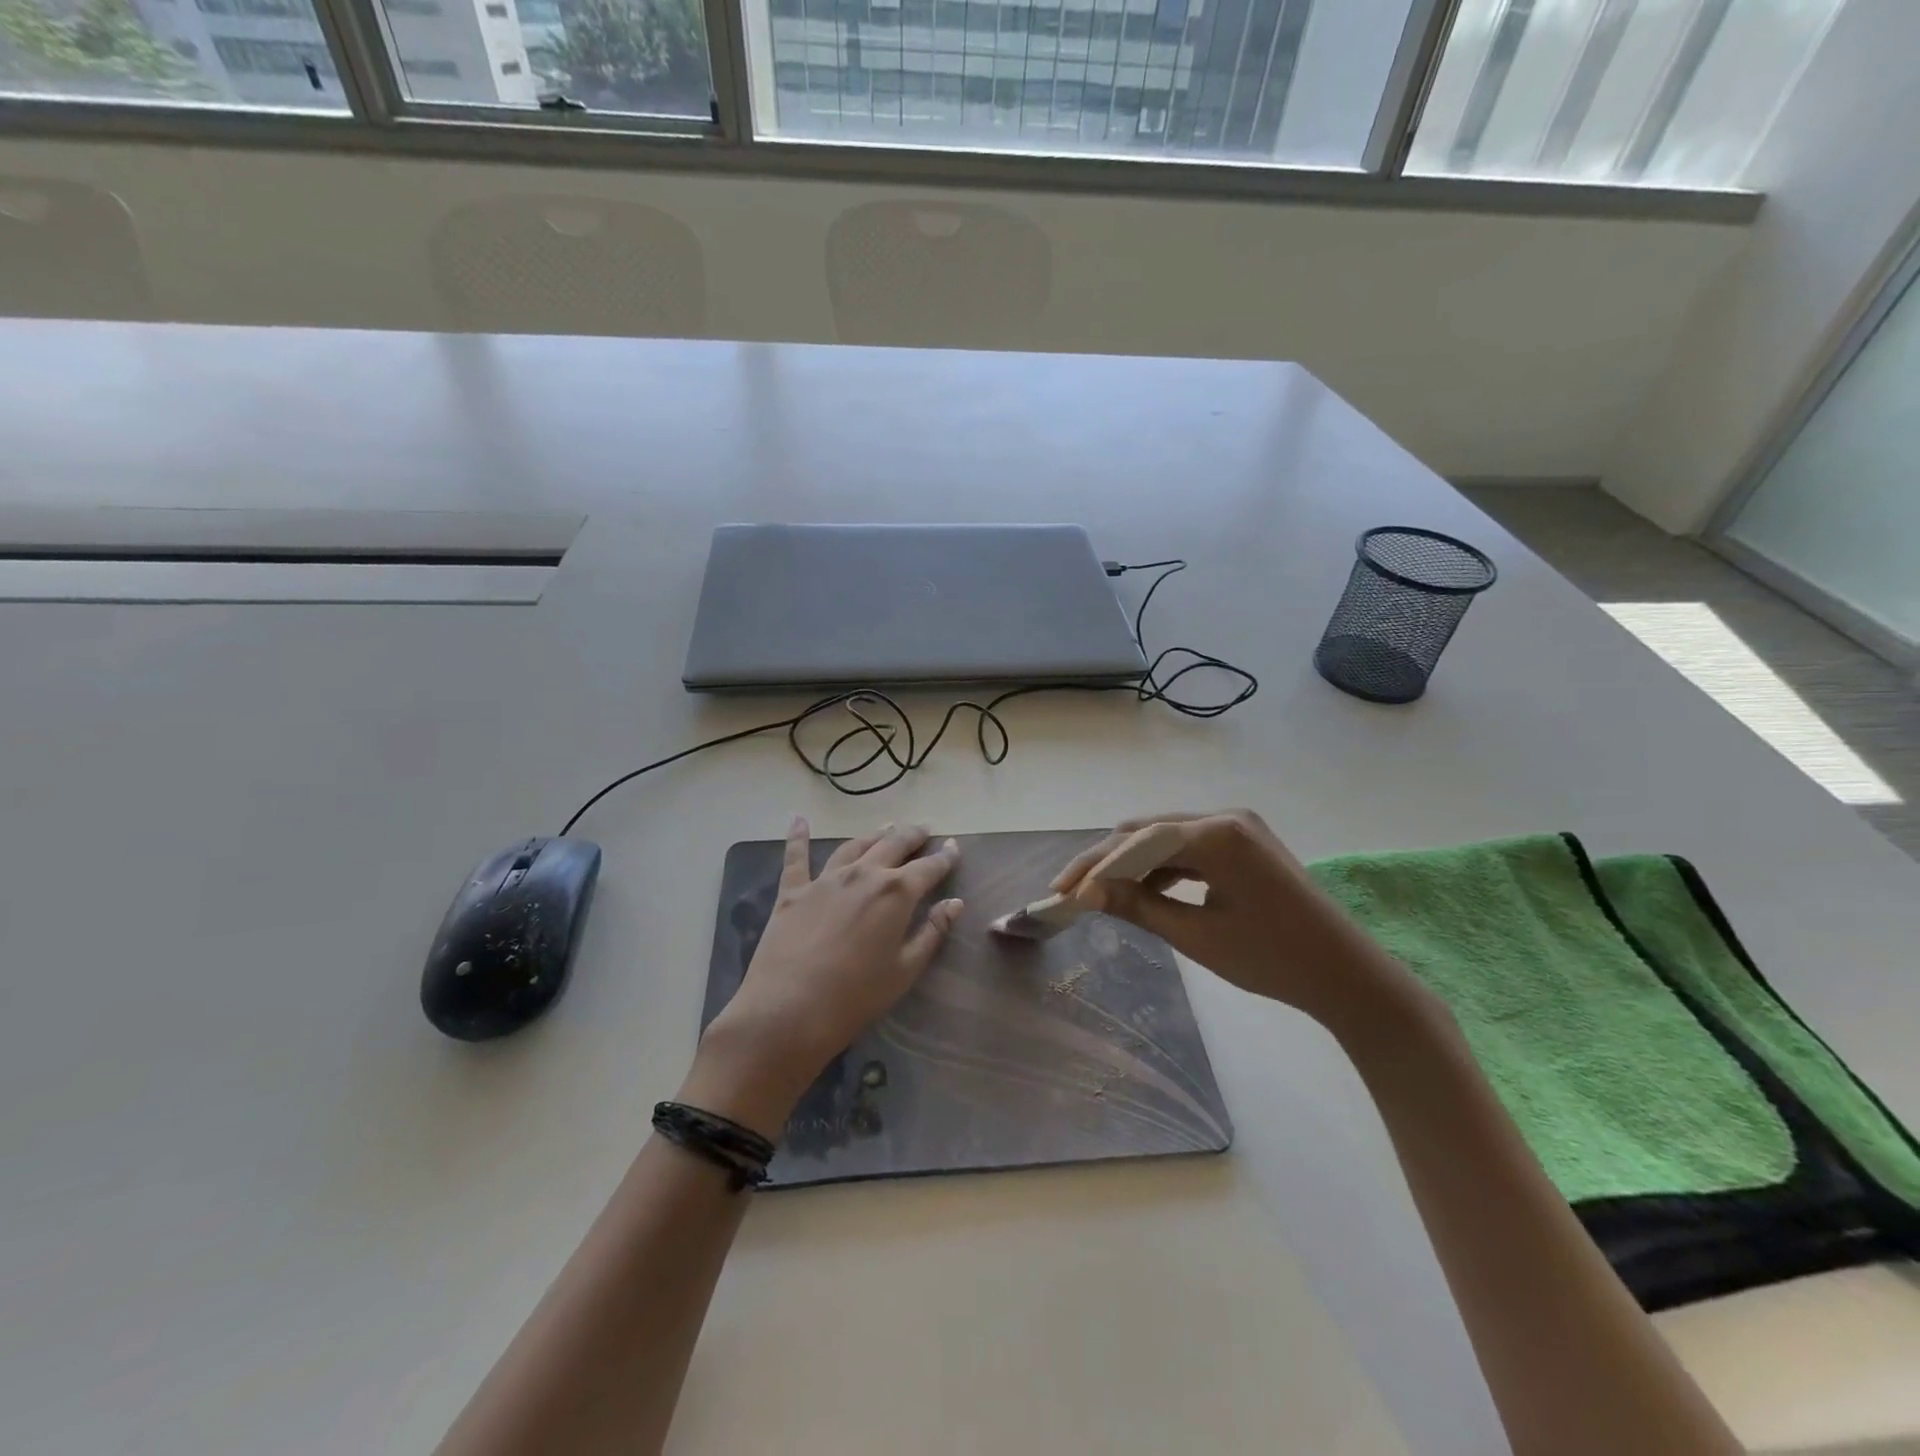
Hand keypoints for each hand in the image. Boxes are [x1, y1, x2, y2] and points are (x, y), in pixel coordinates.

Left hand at [688, 819, 961, 1135]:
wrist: (788, 1010)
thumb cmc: (856, 997)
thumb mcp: (905, 969)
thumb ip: (932, 932)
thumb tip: (955, 904)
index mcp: (896, 892)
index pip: (928, 868)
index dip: (944, 857)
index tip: (953, 847)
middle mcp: (863, 874)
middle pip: (893, 844)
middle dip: (912, 835)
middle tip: (924, 829)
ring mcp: (825, 879)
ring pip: (854, 845)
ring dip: (873, 835)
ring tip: (886, 827)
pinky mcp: (793, 891)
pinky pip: (796, 857)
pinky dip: (798, 837)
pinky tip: (799, 820)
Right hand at [1051, 809, 1414, 1029]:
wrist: (1347, 975)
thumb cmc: (1272, 959)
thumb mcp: (1197, 935)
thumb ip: (1138, 907)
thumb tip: (1087, 894)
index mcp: (1217, 834)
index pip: (1137, 840)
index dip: (1094, 864)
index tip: (1062, 891)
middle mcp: (1226, 817)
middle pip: (1148, 832)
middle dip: (1108, 860)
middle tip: (1072, 890)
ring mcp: (1238, 827)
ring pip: (1167, 838)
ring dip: (1132, 863)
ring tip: (1099, 893)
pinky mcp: (1245, 844)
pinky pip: (1190, 848)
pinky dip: (1162, 867)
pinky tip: (1141, 889)